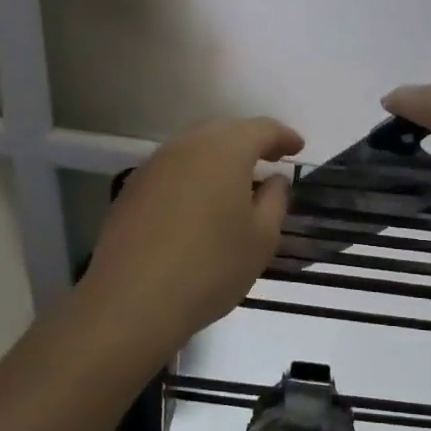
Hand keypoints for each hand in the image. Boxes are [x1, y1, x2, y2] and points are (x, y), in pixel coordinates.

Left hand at [84, 116, 303, 343]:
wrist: (131, 301)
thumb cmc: (210, 267)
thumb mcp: (262, 238)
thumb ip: (274, 200)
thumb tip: (274, 180)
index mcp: (225, 149)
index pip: (262, 129)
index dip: (283, 136)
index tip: (298, 148)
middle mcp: (188, 145)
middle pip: (225, 130)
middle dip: (250, 141)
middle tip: (270, 159)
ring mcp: (155, 165)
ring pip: (195, 147)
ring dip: (219, 157)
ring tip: (236, 181)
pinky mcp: (132, 188)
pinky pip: (173, 169)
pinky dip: (193, 175)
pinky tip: (199, 202)